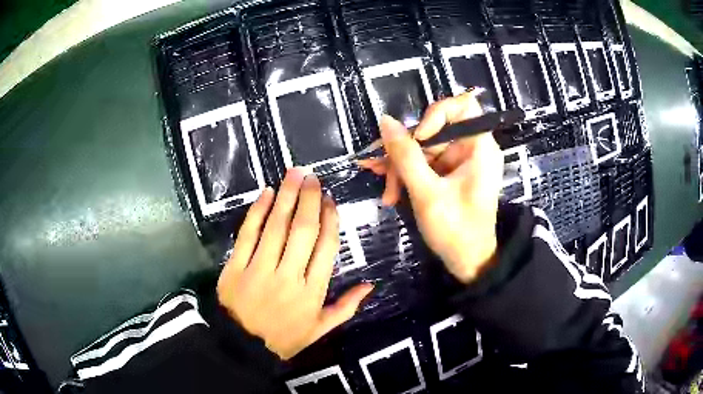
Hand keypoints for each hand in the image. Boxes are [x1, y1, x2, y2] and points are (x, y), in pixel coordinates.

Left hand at [216, 169, 373, 359]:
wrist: (241, 346)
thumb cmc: (283, 338)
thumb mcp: (319, 330)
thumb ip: (345, 308)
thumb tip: (370, 285)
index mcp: (312, 292)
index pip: (326, 248)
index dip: (330, 220)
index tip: (330, 201)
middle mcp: (289, 276)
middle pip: (303, 230)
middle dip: (310, 199)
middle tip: (313, 178)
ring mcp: (259, 269)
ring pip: (276, 226)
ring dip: (287, 196)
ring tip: (294, 174)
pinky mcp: (236, 266)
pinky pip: (248, 234)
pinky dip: (257, 211)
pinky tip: (266, 193)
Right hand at [359, 92, 503, 282]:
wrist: (467, 263)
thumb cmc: (456, 231)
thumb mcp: (427, 193)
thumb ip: (406, 156)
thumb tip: (385, 121)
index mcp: (479, 147)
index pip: (462, 106)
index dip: (436, 114)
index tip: (418, 138)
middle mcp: (471, 148)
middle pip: (433, 130)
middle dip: (406, 151)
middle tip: (383, 173)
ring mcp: (459, 162)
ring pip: (423, 149)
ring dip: (400, 167)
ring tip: (386, 191)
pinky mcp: (448, 174)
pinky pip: (424, 163)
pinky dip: (406, 175)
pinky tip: (389, 189)